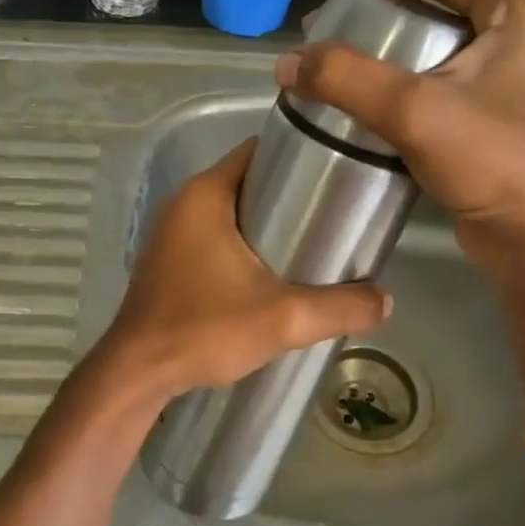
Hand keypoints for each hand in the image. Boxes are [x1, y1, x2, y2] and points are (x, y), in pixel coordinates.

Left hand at [98, 140, 389, 396]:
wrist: (138, 374)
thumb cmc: (204, 330)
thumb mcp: (283, 318)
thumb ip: (340, 307)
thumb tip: (386, 300)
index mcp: (205, 195)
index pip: (258, 152)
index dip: (300, 157)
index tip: (338, 175)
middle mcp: (184, 204)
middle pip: (248, 182)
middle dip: (291, 196)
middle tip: (335, 217)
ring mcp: (172, 233)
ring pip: (232, 213)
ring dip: (268, 225)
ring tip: (313, 245)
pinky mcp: (170, 261)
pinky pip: (216, 238)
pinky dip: (244, 246)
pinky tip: (273, 274)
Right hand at [279, 0, 524, 270]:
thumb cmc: (493, 160)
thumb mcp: (415, 110)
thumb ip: (347, 79)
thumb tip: (285, 64)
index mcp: (509, 10)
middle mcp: (506, 35)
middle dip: (371, 5)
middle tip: (323, 27)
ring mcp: (495, 79)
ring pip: (425, 43)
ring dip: (376, 47)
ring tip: (329, 64)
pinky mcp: (479, 118)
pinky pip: (426, 84)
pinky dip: (388, 85)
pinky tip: (355, 105)